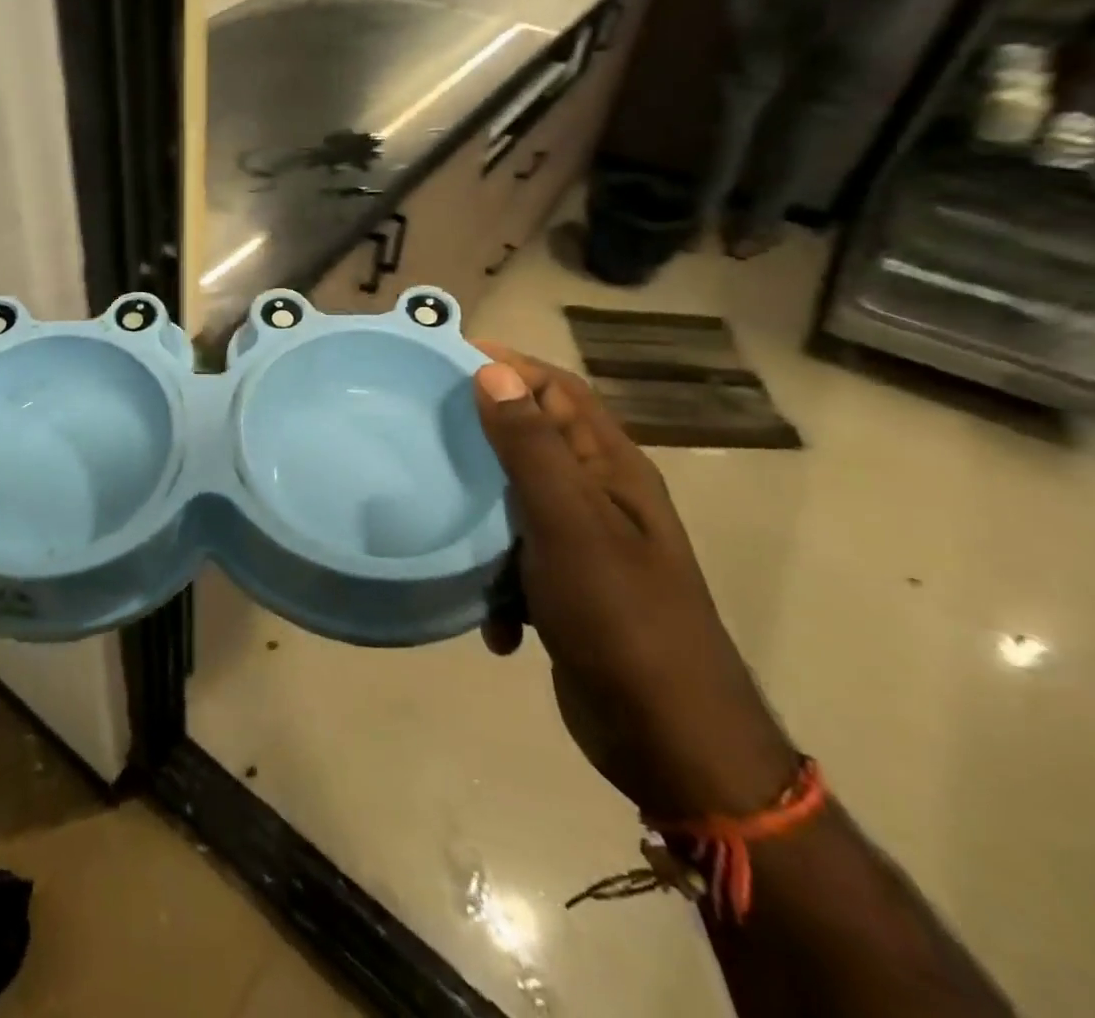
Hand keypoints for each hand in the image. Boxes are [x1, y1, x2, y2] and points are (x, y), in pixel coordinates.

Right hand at [471, 344, 794, 818]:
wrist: (670, 740)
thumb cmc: (621, 617)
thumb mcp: (569, 523)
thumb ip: (530, 447)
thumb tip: (493, 370)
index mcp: (612, 470)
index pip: (561, 391)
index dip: (510, 365)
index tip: (447, 355)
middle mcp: (601, 499)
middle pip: (535, 440)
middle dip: (483, 431)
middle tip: (424, 421)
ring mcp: (584, 547)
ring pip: (516, 502)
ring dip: (481, 513)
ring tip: (435, 509)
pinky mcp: (567, 591)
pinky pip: (516, 563)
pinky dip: (496, 580)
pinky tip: (488, 614)